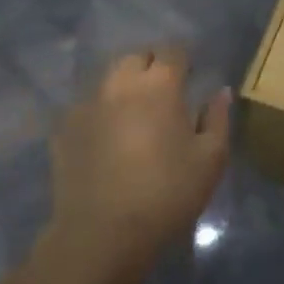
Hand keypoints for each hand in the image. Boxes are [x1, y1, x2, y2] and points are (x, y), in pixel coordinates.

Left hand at [39, 47, 231, 283]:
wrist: (103, 232)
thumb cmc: (167, 194)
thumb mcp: (210, 160)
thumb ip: (217, 119)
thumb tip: (219, 92)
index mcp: (159, 85)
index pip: (172, 51)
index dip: (183, 60)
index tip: (191, 77)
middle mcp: (119, 84)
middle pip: (135, 57)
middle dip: (151, 66)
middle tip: (164, 94)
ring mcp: (86, 104)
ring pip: (108, 80)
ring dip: (123, 87)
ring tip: (134, 114)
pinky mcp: (64, 128)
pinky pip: (87, 107)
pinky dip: (100, 113)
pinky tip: (106, 139)